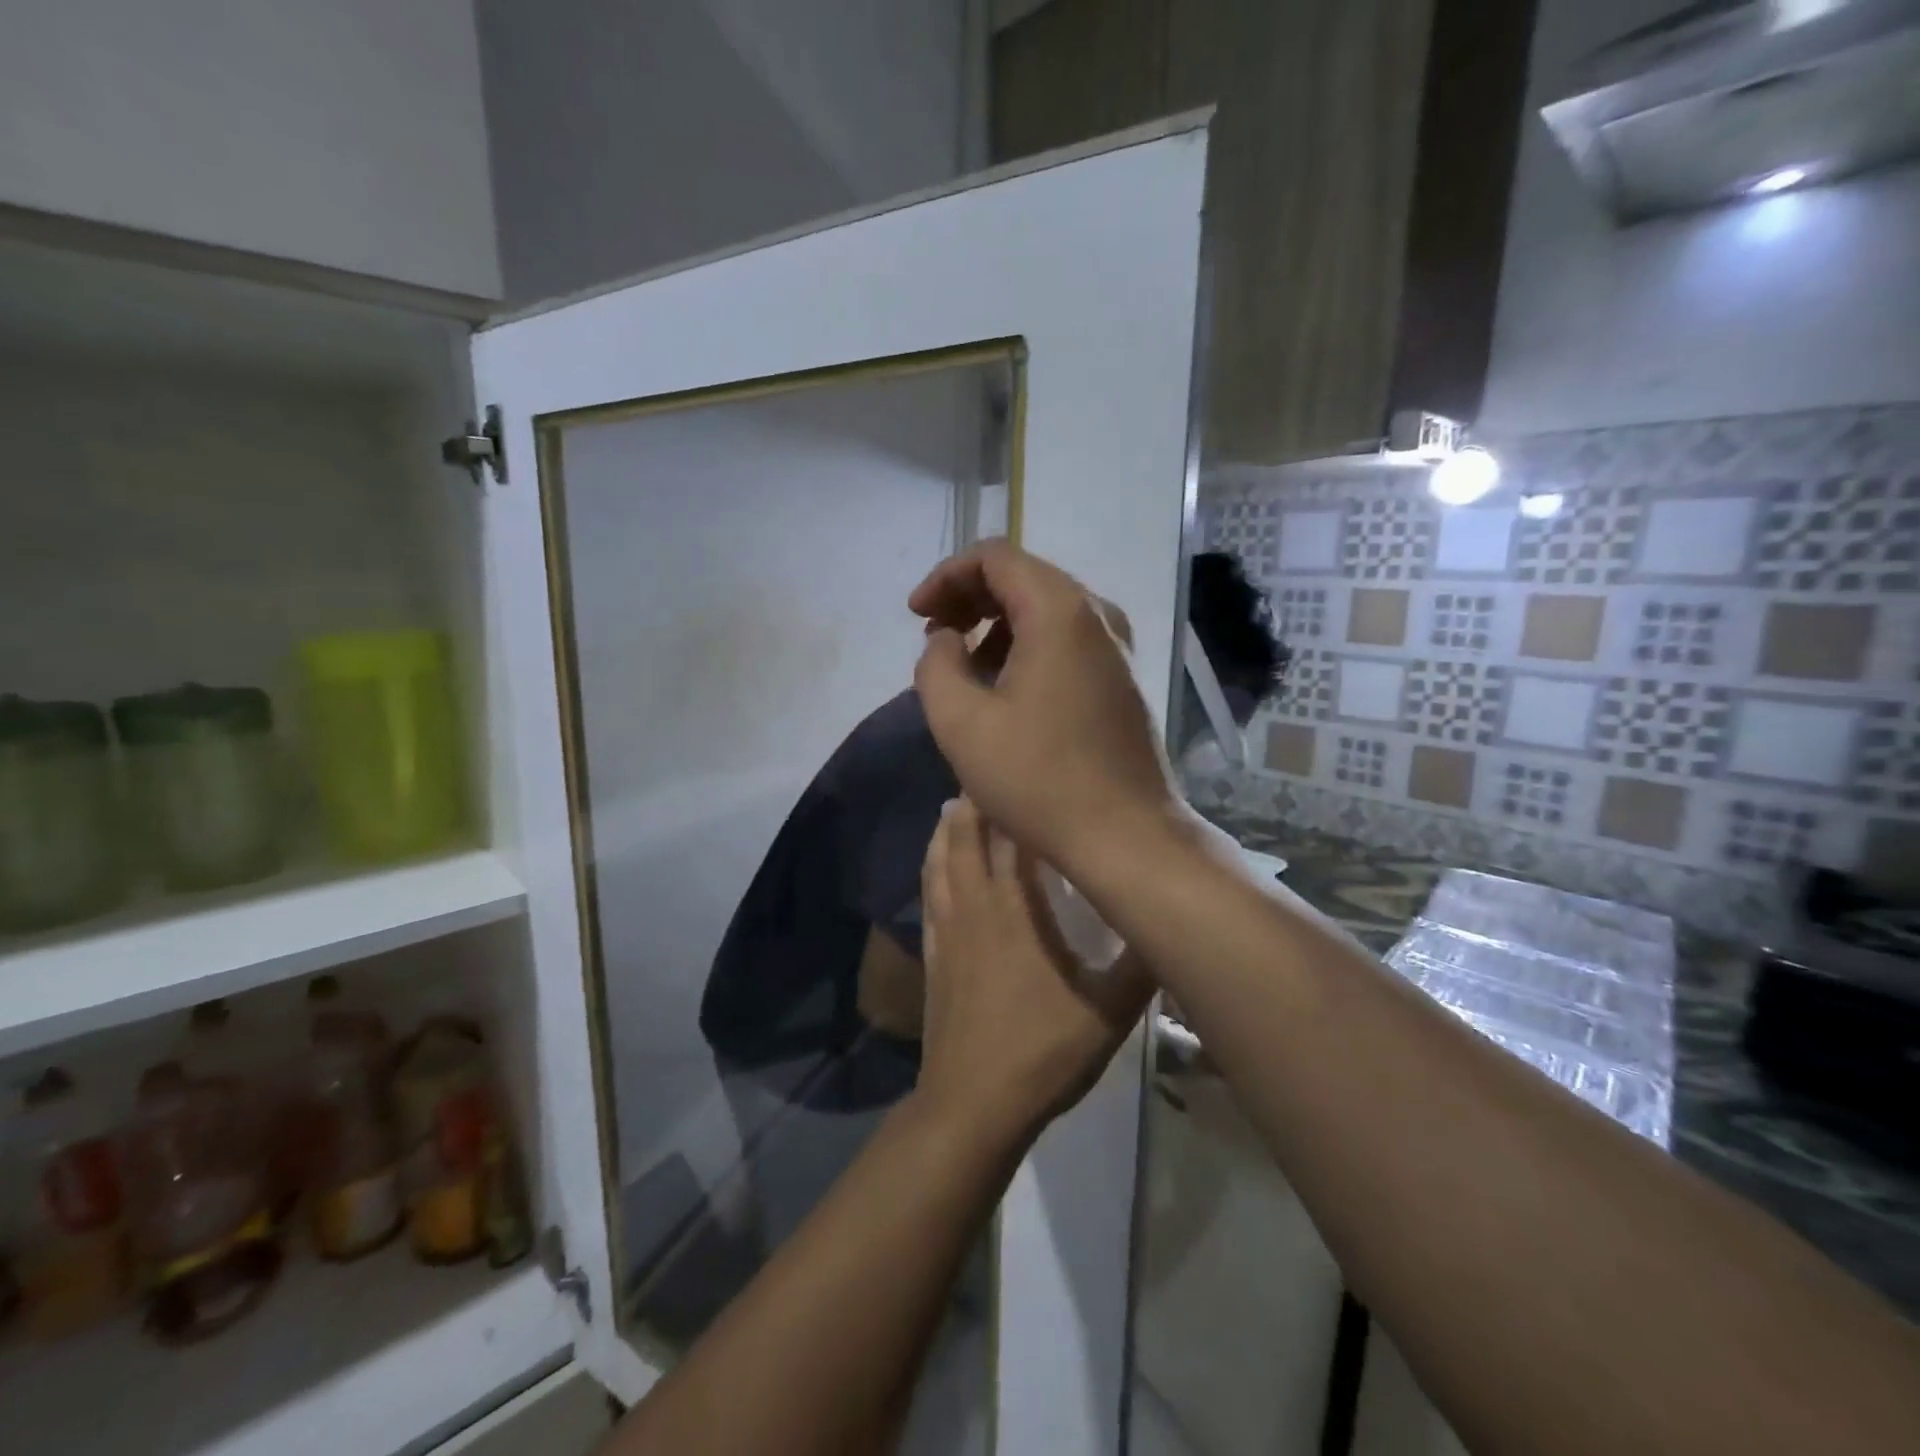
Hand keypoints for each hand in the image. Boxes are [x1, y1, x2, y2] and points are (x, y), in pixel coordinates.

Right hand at [909, 541, 1178, 877]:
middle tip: (934, 633)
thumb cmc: (1038, 778)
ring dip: (997, 624)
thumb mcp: (960, 722)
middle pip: (1024, 576)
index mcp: (1059, 611)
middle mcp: (1096, 615)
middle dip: (970, 597)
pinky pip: (1067, 639)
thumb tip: (947, 639)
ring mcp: (1118, 647)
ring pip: (1047, 609)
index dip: (947, 576)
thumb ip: (936, 664)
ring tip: (963, 666)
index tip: (916, 614)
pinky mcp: (1122, 679)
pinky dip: (1028, 645)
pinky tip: (1005, 687)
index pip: (995, 557)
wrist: (1125, 835)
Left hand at [916, 798, 1155, 1133]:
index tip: (1018, 773)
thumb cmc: (1043, 1051)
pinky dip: (930, 870)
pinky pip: (928, 897)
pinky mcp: (935, 957)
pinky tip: (934, 867)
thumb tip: (1171, 921)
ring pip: (940, 864)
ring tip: (951, 806)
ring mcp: (949, 932)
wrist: (973, 1103)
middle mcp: (976, 908)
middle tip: (982, 774)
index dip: (1011, 804)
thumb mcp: (1109, 1012)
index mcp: (1016, 911)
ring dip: (945, 832)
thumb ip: (1142, 964)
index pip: (1009, 841)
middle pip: (966, 841)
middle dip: (972, 805)